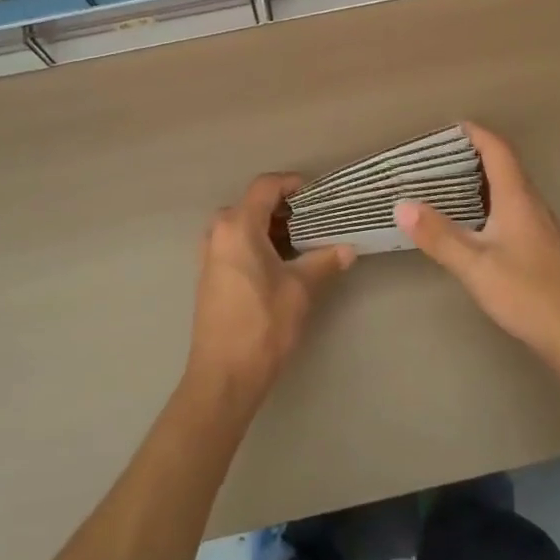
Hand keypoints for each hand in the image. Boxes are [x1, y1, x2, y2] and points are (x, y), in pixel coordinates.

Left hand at [186, 173, 355, 408]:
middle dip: (284, 208)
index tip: (316, 193)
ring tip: (303, 241)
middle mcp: (218, 232)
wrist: (223, 376)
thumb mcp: (300, 290)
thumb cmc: (262, 325)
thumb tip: (349, 249)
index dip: (291, 183)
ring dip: (271, 227)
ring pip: (243, 224)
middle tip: (314, 219)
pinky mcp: (210, 274)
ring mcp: (210, 254)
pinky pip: (235, 243)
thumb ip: (324, 262)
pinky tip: (280, 263)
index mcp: (238, 226)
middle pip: (253, 203)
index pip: (265, 186)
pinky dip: (257, 242)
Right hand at [397, 123, 559, 370]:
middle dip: (472, 154)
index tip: (448, 127)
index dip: (475, 133)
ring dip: (480, 180)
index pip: (498, 150)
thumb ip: (439, 236)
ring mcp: (541, 227)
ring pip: (509, 189)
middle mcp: (533, 205)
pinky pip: (513, 210)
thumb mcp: (476, 266)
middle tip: (436, 157)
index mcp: (518, 199)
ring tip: (446, 184)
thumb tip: (402, 204)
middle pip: (504, 166)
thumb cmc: (529, 295)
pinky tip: (472, 224)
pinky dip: (489, 203)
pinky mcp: (543, 248)